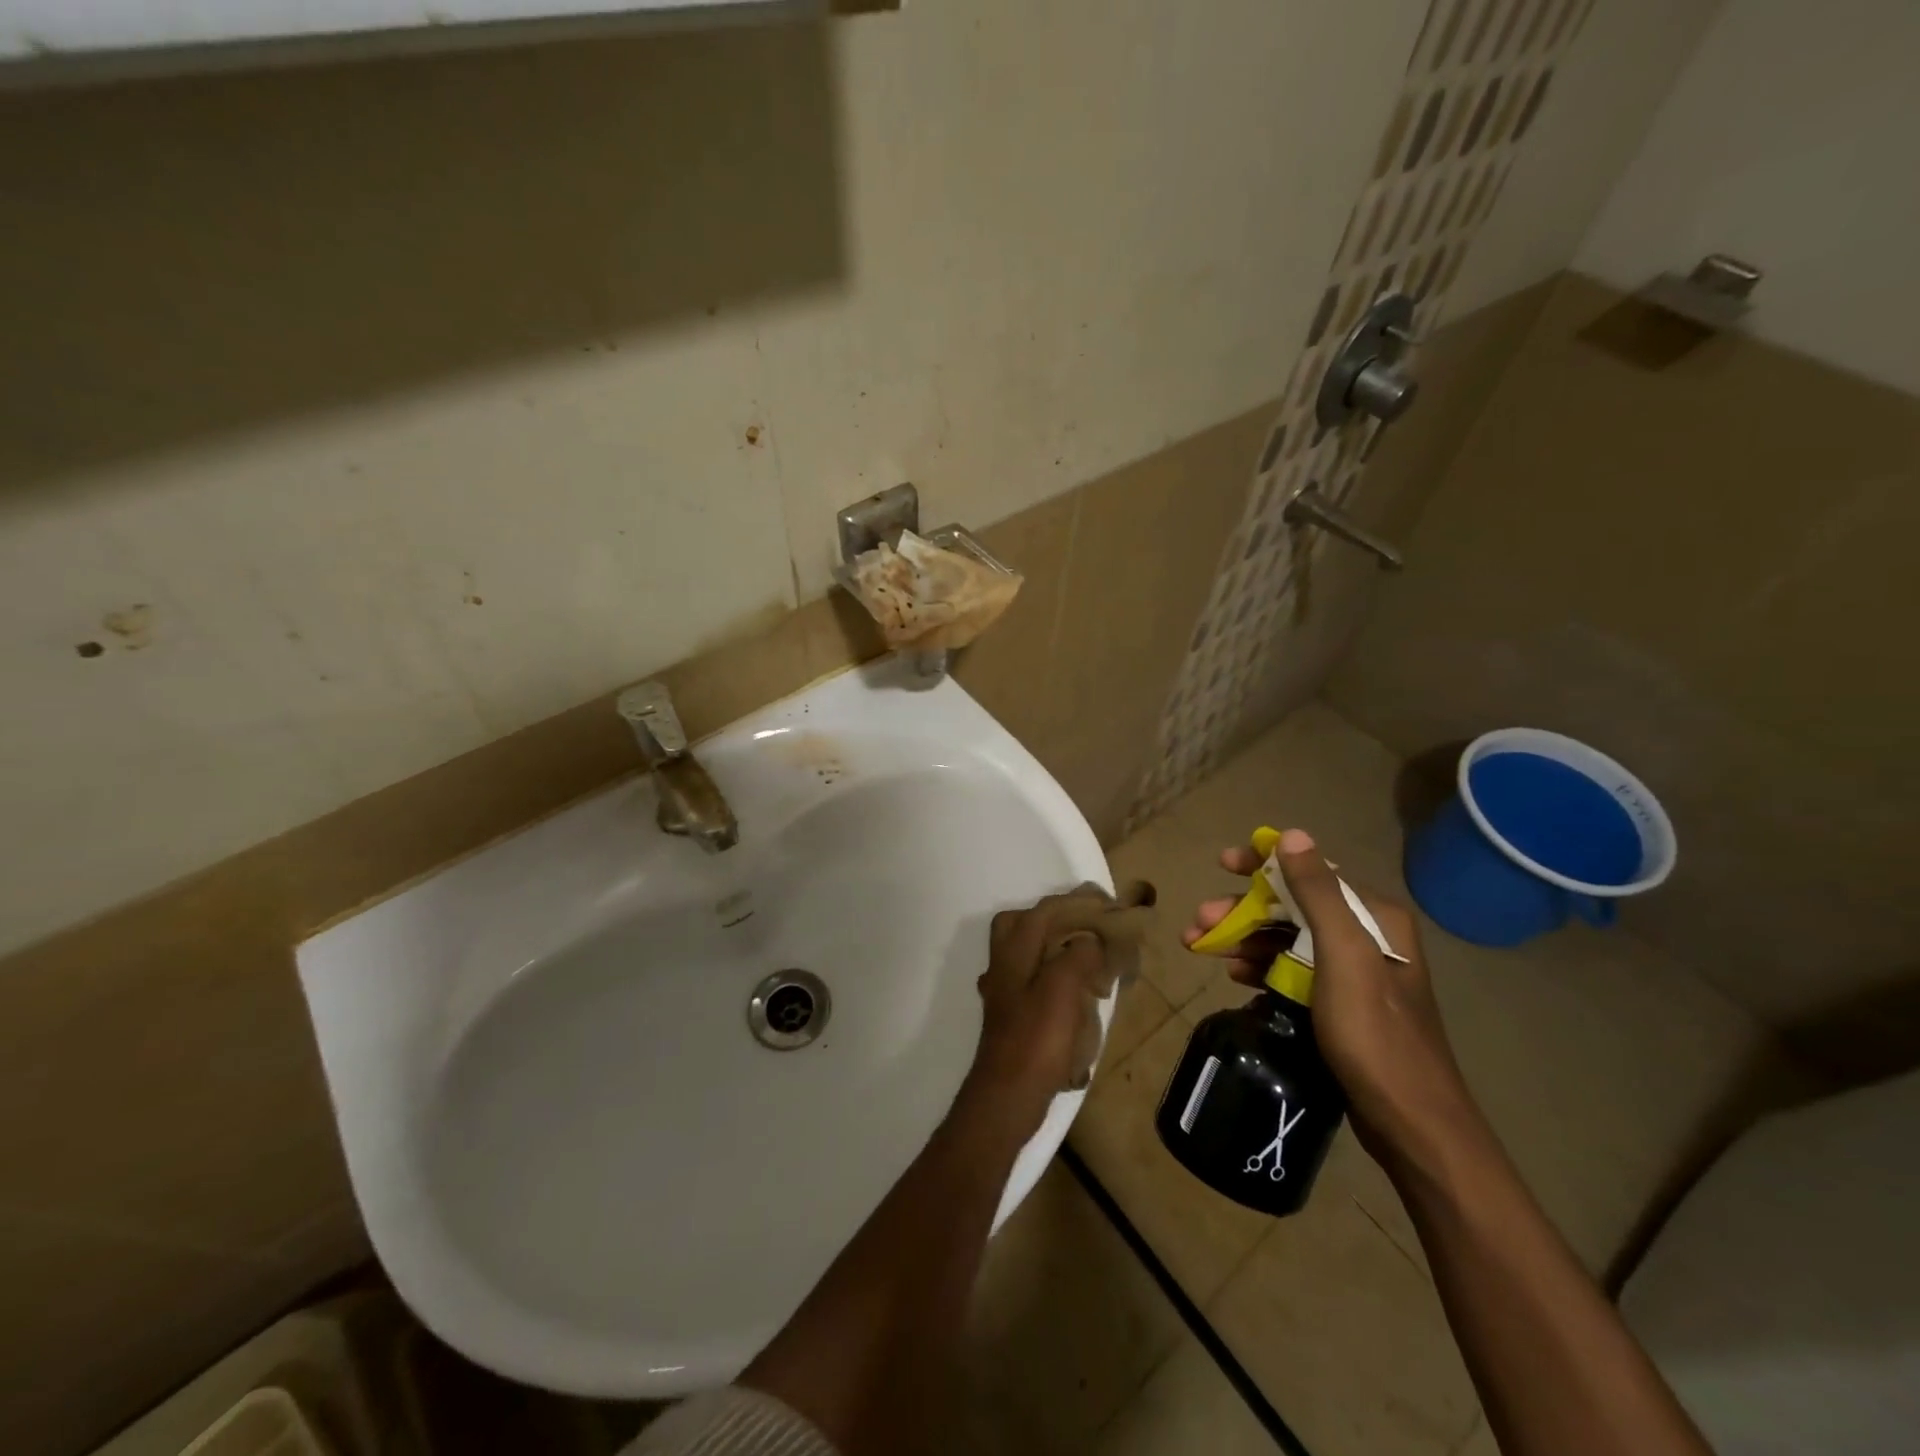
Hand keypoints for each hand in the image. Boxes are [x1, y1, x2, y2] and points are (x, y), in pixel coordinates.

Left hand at [960, 900, 1100, 1140]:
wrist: (1008, 1095)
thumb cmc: (1036, 1039)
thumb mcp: (1063, 989)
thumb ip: (1077, 954)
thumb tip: (1089, 941)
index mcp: (1014, 950)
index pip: (1044, 910)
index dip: (1077, 903)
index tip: (1108, 904)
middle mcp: (1003, 963)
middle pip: (1026, 924)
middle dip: (1058, 919)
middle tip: (1092, 927)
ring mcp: (1004, 990)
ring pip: (1027, 952)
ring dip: (1055, 947)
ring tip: (1089, 958)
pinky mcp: (1011, 1014)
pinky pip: (1032, 980)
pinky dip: (1053, 976)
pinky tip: (1073, 992)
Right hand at [1183, 829, 1473, 1168]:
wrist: (1410, 1123)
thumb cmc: (1374, 1034)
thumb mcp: (1343, 956)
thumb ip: (1318, 893)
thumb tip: (1292, 835)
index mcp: (1374, 918)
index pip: (1310, 872)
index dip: (1262, 865)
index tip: (1222, 864)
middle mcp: (1367, 937)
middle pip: (1292, 907)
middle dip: (1242, 911)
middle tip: (1198, 923)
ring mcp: (1353, 973)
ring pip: (1287, 939)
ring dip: (1244, 939)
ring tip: (1203, 949)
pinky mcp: (1341, 1004)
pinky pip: (1291, 970)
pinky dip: (1261, 967)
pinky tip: (1235, 976)